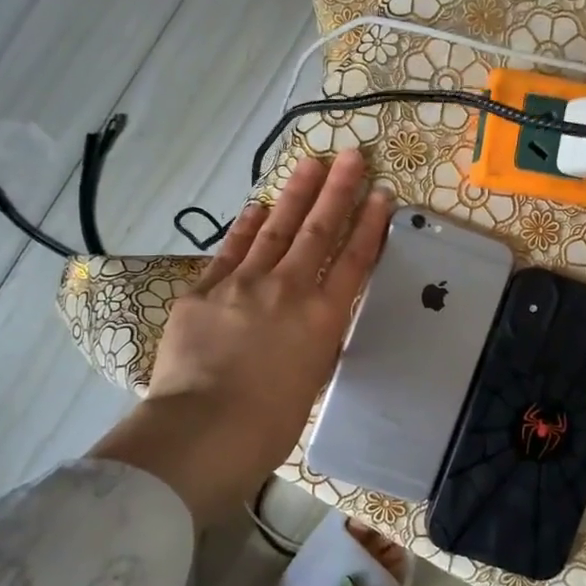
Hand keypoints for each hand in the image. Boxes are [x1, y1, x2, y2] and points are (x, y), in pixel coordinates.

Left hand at [91, 150, 392, 523]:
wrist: (204, 430)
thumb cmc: (269, 424)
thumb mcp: (310, 380)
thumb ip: (314, 342)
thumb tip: (310, 325)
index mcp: (323, 317)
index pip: (355, 260)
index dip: (370, 224)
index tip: (381, 195)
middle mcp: (289, 289)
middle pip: (318, 230)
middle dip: (338, 191)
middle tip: (352, 156)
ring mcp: (244, 284)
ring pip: (276, 229)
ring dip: (295, 194)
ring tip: (310, 164)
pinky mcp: (204, 290)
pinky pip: (230, 251)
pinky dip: (245, 228)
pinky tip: (256, 207)